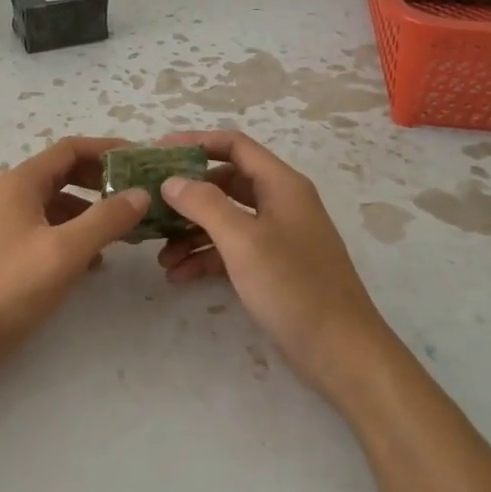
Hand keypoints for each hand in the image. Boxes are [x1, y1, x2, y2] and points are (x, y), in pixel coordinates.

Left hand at [0, 137, 148, 382]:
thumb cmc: (9, 287)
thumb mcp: (65, 251)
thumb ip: (106, 219)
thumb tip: (141, 193)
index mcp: (22, 183)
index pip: (71, 149)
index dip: (108, 149)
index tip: (143, 160)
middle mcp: (12, 196)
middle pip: (65, 174)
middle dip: (103, 182)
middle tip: (139, 196)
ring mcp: (7, 225)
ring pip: (59, 205)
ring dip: (93, 212)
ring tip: (125, 232)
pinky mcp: (7, 253)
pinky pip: (49, 231)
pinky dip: (75, 236)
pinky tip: (95, 261)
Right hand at [155, 130, 400, 406]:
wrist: (339, 349)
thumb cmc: (292, 285)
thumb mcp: (243, 240)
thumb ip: (204, 204)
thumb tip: (172, 181)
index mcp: (281, 185)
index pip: (234, 146)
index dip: (196, 142)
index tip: (157, 152)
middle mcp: (280, 203)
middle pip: (226, 183)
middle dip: (188, 195)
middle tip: (151, 206)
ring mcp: (278, 236)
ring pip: (226, 220)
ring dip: (192, 232)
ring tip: (160, 256)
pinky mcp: (273, 267)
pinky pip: (232, 251)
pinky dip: (206, 258)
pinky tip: (178, 276)